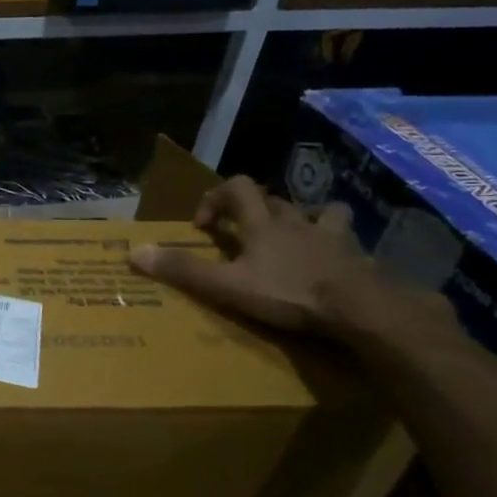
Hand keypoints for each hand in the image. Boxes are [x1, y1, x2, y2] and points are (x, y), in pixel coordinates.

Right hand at [128, 176, 392, 334]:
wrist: (361, 308)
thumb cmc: (289, 292)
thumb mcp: (228, 285)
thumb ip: (184, 270)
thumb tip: (134, 252)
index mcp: (263, 223)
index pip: (236, 187)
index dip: (216, 198)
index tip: (205, 225)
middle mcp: (296, 221)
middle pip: (275, 200)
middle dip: (257, 211)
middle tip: (245, 237)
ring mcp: (332, 237)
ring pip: (319, 212)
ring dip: (305, 220)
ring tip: (296, 240)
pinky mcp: (359, 258)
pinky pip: (349, 243)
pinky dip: (339, 247)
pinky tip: (334, 265)